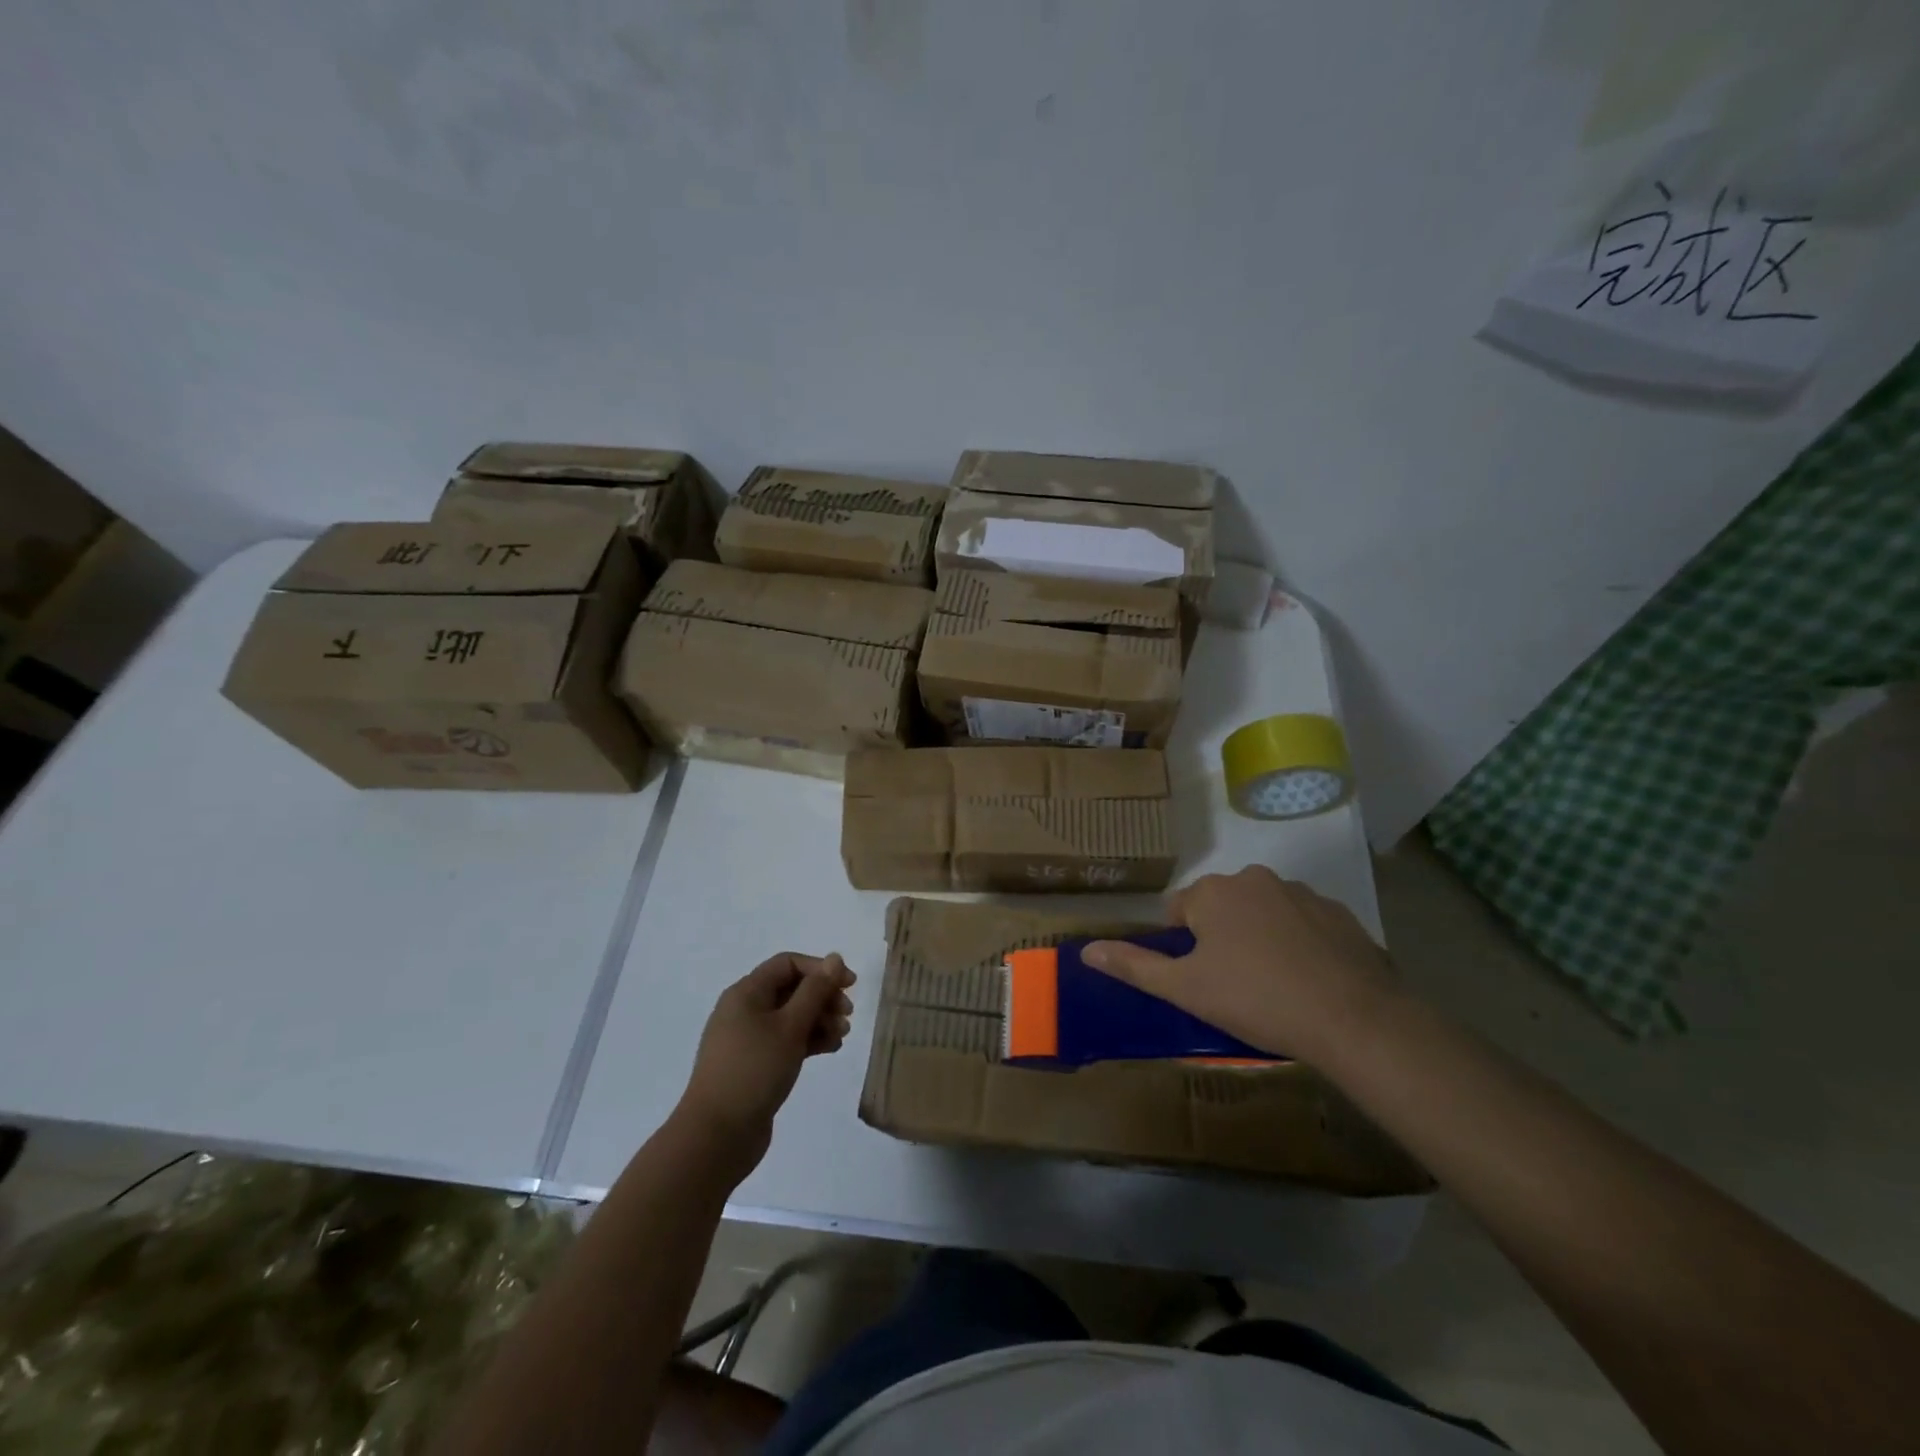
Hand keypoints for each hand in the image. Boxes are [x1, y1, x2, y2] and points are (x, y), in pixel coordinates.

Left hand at [676, 953, 853, 1176]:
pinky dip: (808, 1041)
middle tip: (848, 1015)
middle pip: (791, 989)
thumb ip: (815, 990)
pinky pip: (785, 1041)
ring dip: (819, 1020)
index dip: (821, 969)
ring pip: (791, 1017)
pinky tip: (829, 1049)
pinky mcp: (754, 1064)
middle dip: (823, 997)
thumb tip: (835, 957)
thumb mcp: (790, 1026)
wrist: (717, 1135)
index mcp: (746, 993)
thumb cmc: (754, 1070)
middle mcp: (744, 1009)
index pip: (788, 964)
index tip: (850, 986)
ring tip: (841, 1036)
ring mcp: (748, 1039)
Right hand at [1082, 866, 1395, 1063]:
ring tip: (1274, 986)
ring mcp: (1301, 893)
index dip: (1183, 946)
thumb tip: (1086, 950)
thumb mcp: (1185, 988)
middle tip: (1233, 986)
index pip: (1178, 910)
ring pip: (1263, 913)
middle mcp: (1254, 879)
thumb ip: (1134, 965)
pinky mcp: (1339, 913)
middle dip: (1221, 939)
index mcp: (1213, 892)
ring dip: (1260, 938)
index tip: (1200, 979)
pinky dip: (1299, 944)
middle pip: (1221, 907)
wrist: (1353, 1019)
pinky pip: (1303, 924)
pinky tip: (1308, 981)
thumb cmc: (1256, 999)